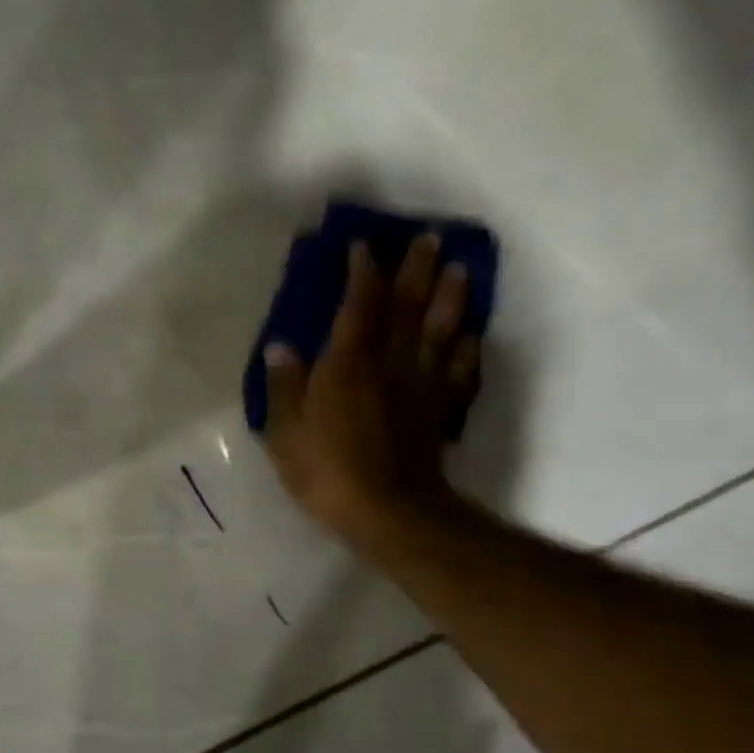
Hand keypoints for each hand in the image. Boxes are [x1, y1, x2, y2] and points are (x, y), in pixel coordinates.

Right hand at [263, 236, 480, 549]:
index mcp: (349, 363)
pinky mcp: (441, 412)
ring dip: (452, 298)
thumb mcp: (286, 432)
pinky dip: (468, 350)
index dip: (363, 273)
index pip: (359, 305)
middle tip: (430, 238)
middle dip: (418, 269)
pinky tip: (472, 336)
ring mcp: (422, 387)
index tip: (365, 245)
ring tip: (461, 269)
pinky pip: (459, 373)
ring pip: (441, 332)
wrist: (389, 514)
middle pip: (408, 308)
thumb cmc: (328, 470)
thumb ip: (284, 387)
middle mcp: (390, 364)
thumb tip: (281, 348)